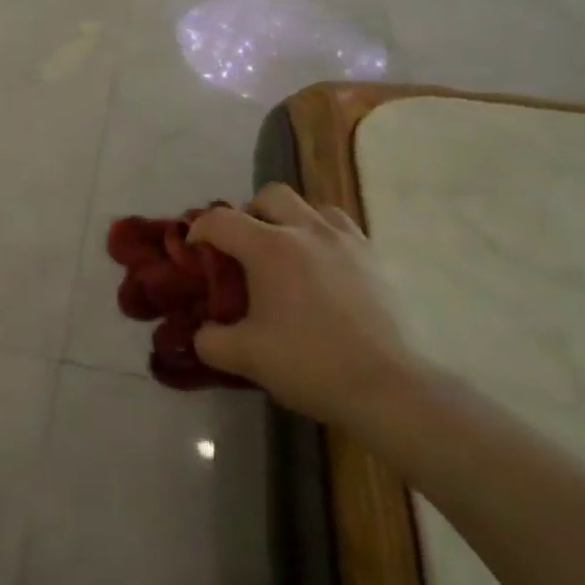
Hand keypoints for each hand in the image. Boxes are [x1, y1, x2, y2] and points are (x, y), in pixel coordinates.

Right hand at [189, 186, 417, 428]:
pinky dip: (324, 237)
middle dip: (249, 214)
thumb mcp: (245, 357)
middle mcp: (306, 231)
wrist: (388, 388)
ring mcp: (345, 240)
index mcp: (269, 248)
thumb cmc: (310, 364)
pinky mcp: (374, 258)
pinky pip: (341, 229)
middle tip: (245, 249)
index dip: (200, 231)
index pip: (220, 220)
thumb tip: (203, 330)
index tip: (196, 252)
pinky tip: (323, 269)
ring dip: (291, 220)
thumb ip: (210, 340)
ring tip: (288, 254)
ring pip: (310, 206)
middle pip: (269, 196)